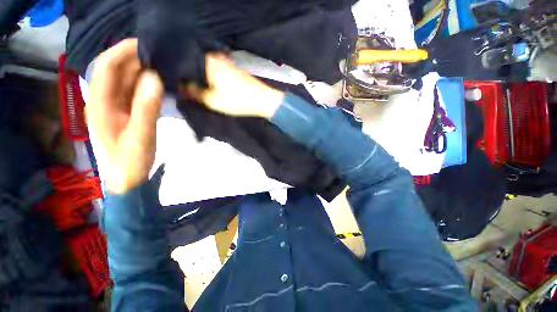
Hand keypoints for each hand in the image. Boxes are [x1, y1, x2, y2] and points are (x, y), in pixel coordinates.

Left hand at [88, 39, 163, 193]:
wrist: (128, 178)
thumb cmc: (131, 160)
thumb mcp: (141, 135)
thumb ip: (147, 108)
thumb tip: (156, 78)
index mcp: (100, 103)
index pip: (107, 67)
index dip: (123, 51)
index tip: (146, 44)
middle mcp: (104, 99)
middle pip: (116, 70)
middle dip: (135, 59)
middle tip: (161, 56)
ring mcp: (115, 106)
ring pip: (126, 80)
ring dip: (142, 71)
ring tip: (163, 67)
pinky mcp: (126, 111)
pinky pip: (134, 91)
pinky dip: (146, 84)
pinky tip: (160, 84)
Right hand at [181, 54, 284, 118]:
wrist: (263, 100)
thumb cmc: (238, 101)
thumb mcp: (213, 100)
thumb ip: (194, 93)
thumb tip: (181, 87)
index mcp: (208, 61)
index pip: (186, 63)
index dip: (181, 75)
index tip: (179, 84)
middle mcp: (216, 56)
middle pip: (197, 64)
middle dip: (192, 75)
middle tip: (189, 87)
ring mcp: (227, 61)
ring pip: (208, 67)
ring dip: (204, 76)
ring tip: (201, 87)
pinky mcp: (235, 68)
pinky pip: (218, 70)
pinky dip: (214, 76)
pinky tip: (214, 85)